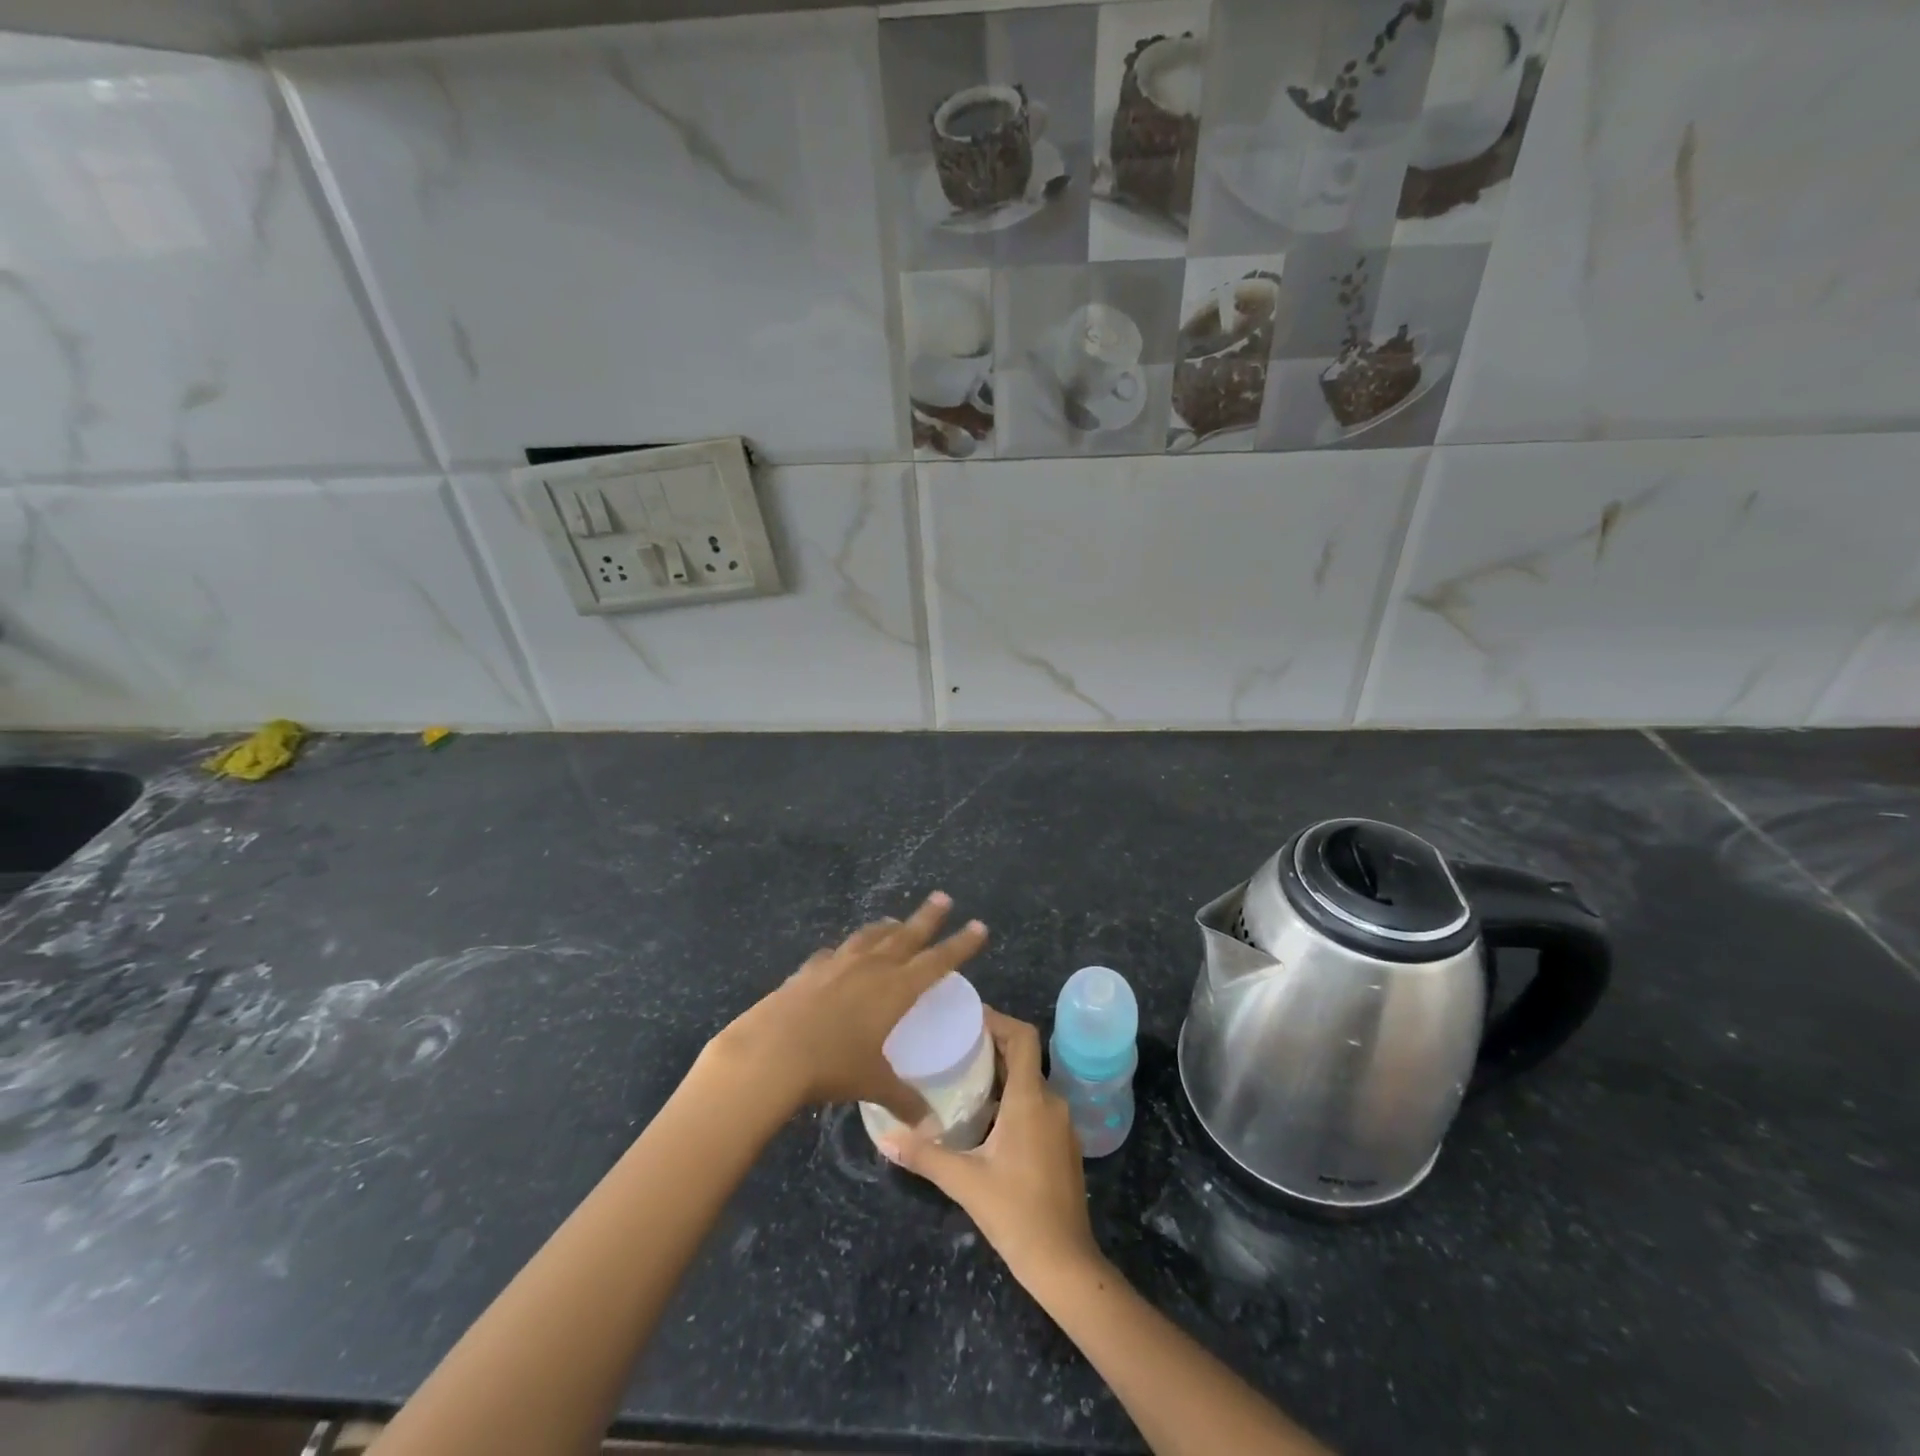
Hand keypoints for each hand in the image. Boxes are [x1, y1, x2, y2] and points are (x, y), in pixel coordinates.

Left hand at [711, 892, 988, 1125]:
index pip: (938, 960)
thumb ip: (903, 1099)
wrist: (771, 1051)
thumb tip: (930, 1124)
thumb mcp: (872, 1083)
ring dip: (887, 927)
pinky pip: (834, 953)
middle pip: (907, 935)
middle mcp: (871, 967)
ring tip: (895, 921)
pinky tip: (840, 955)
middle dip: (928, 917)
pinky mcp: (809, 970)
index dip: (961, 945)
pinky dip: (845, 951)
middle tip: (943, 897)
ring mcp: (837, 963)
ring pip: (870, 937)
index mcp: (895, 989)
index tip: (980, 926)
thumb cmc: (831, 1066)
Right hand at [879, 1009, 1102, 1286]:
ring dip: (1001, 1074)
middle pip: (1023, 1056)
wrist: (1065, 1264)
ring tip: (963, 1077)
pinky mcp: (1062, 1145)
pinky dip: (1012, 1098)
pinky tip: (985, 1118)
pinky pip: (1037, 1105)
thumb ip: (924, 1154)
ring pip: (1030, 1082)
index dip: (998, 1020)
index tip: (967, 1017)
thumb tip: (883, 1136)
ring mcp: (1061, 1125)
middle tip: (954, 1045)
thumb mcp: (964, 1181)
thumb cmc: (1016, 1213)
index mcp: (1031, 1099)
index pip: (1022, 1037)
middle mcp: (1051, 1102)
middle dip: (992, 1045)